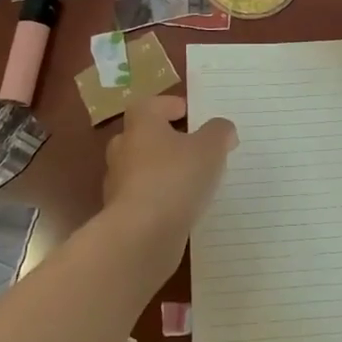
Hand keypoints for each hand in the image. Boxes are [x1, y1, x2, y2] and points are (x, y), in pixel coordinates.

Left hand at [101, 94, 236, 255]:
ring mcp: (119, 185)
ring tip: (191, 181)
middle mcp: (124, 150)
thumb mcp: (210, 148)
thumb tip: (222, 129)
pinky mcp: (122, 215)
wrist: (142, 236)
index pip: (148, 106)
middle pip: (142, 137)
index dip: (167, 106)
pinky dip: (159, 200)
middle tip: (192, 147)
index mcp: (141, 126)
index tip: (187, 113)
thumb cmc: (175, 178)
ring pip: (141, 170)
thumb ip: (219, 133)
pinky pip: (143, 199)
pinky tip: (181, 208)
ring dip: (161, 172)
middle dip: (164, 140)